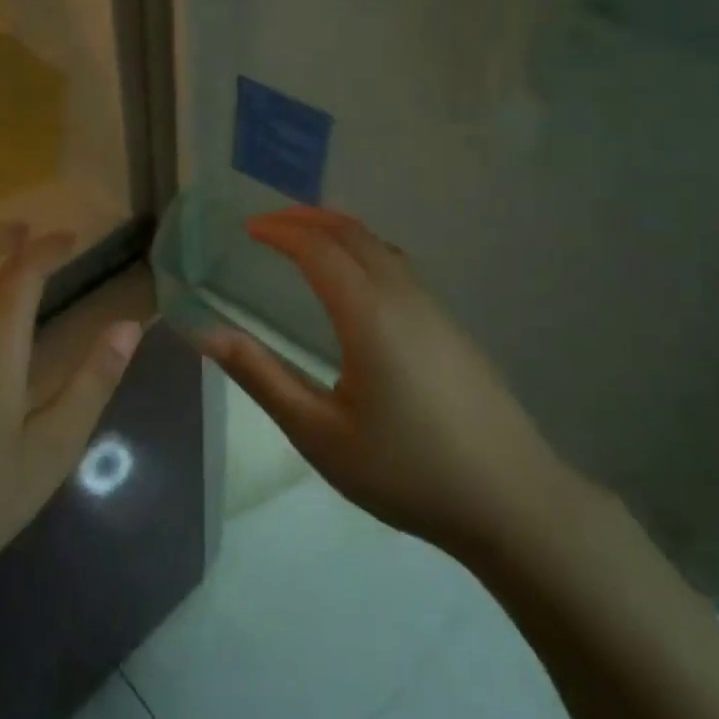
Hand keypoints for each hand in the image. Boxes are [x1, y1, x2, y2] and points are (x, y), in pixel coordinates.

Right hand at [200, 207, 578, 557]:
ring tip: (307, 240)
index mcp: (368, 314)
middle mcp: (404, 297)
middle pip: (353, 233)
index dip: (280, 230)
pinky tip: (358, 284)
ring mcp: (436, 310)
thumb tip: (206, 333)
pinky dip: (365, 252)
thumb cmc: (405, 470)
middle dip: (308, 218)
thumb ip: (262, 376)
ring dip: (340, 232)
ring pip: (382, 247)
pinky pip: (400, 268)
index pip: (318, 248)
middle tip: (270, 224)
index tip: (247, 228)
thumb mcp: (319, 433)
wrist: (512, 501)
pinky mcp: (453, 329)